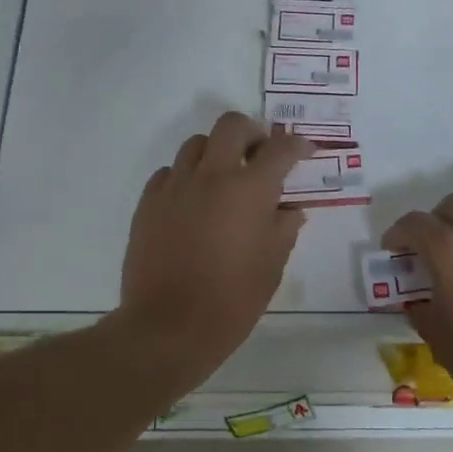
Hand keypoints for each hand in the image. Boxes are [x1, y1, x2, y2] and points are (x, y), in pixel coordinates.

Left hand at [114, 112, 315, 384]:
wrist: (169, 326)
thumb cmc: (232, 299)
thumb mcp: (272, 265)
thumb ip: (284, 228)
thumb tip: (290, 208)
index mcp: (250, 189)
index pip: (279, 149)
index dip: (296, 145)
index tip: (304, 150)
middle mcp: (212, 176)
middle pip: (231, 125)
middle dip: (251, 133)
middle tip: (259, 155)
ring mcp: (175, 186)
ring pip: (196, 145)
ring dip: (216, 153)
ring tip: (223, 179)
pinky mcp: (148, 203)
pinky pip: (168, 173)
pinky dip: (185, 177)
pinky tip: (191, 202)